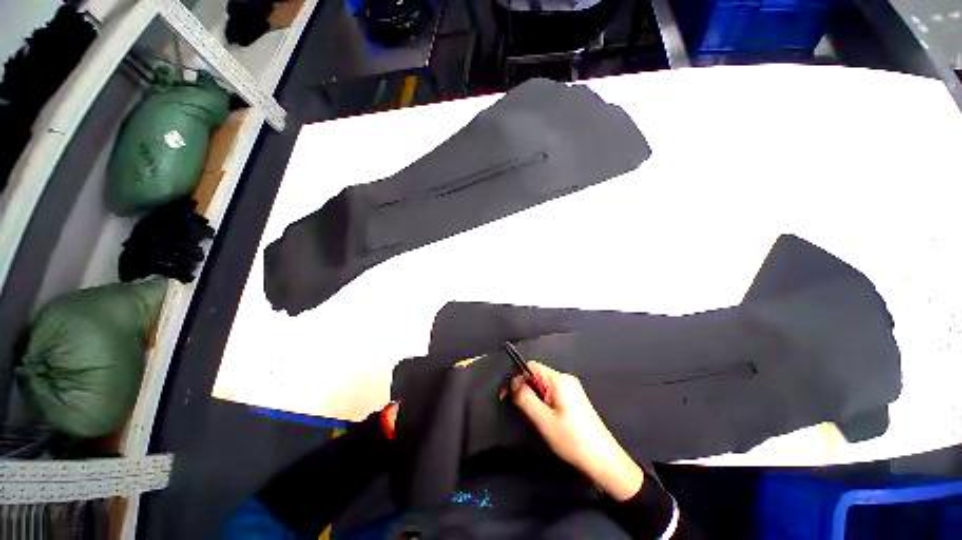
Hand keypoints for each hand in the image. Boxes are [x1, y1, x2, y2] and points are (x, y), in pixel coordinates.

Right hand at [512, 362, 643, 500]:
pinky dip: (543, 401)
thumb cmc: (573, 440)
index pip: (530, 366)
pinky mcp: (574, 399)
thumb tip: (513, 381)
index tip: (507, 395)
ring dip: (533, 397)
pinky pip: (552, 393)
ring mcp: (572, 389)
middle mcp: (566, 379)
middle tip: (520, 409)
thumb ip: (525, 397)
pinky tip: (546, 418)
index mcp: (559, 379)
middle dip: (525, 389)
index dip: (516, 377)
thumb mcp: (543, 420)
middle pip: (536, 375)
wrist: (604, 461)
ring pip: (543, 385)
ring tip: (534, 417)